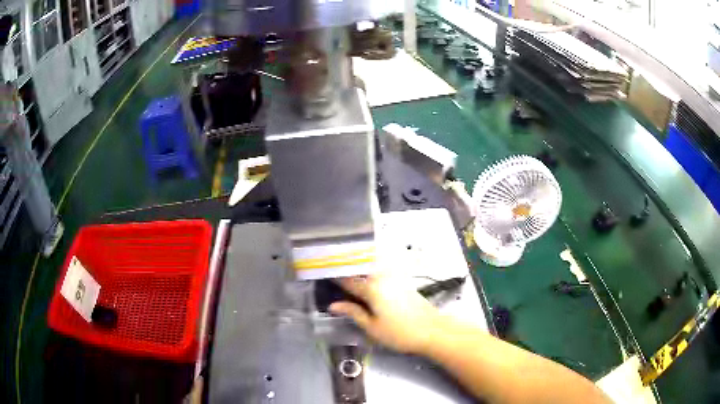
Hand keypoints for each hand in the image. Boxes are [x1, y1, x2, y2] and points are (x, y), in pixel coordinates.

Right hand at [329, 273, 443, 353]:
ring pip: (372, 263)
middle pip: (360, 266)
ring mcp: (395, 276)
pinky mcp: (403, 279)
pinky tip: (367, 271)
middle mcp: (382, 276)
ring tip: (346, 267)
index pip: (347, 279)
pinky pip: (382, 266)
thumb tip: (333, 305)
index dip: (333, 277)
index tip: (321, 273)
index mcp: (371, 288)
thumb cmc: (399, 333)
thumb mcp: (372, 327)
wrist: (432, 330)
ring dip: (358, 262)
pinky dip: (372, 265)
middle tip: (331, 266)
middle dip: (345, 264)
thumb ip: (353, 312)